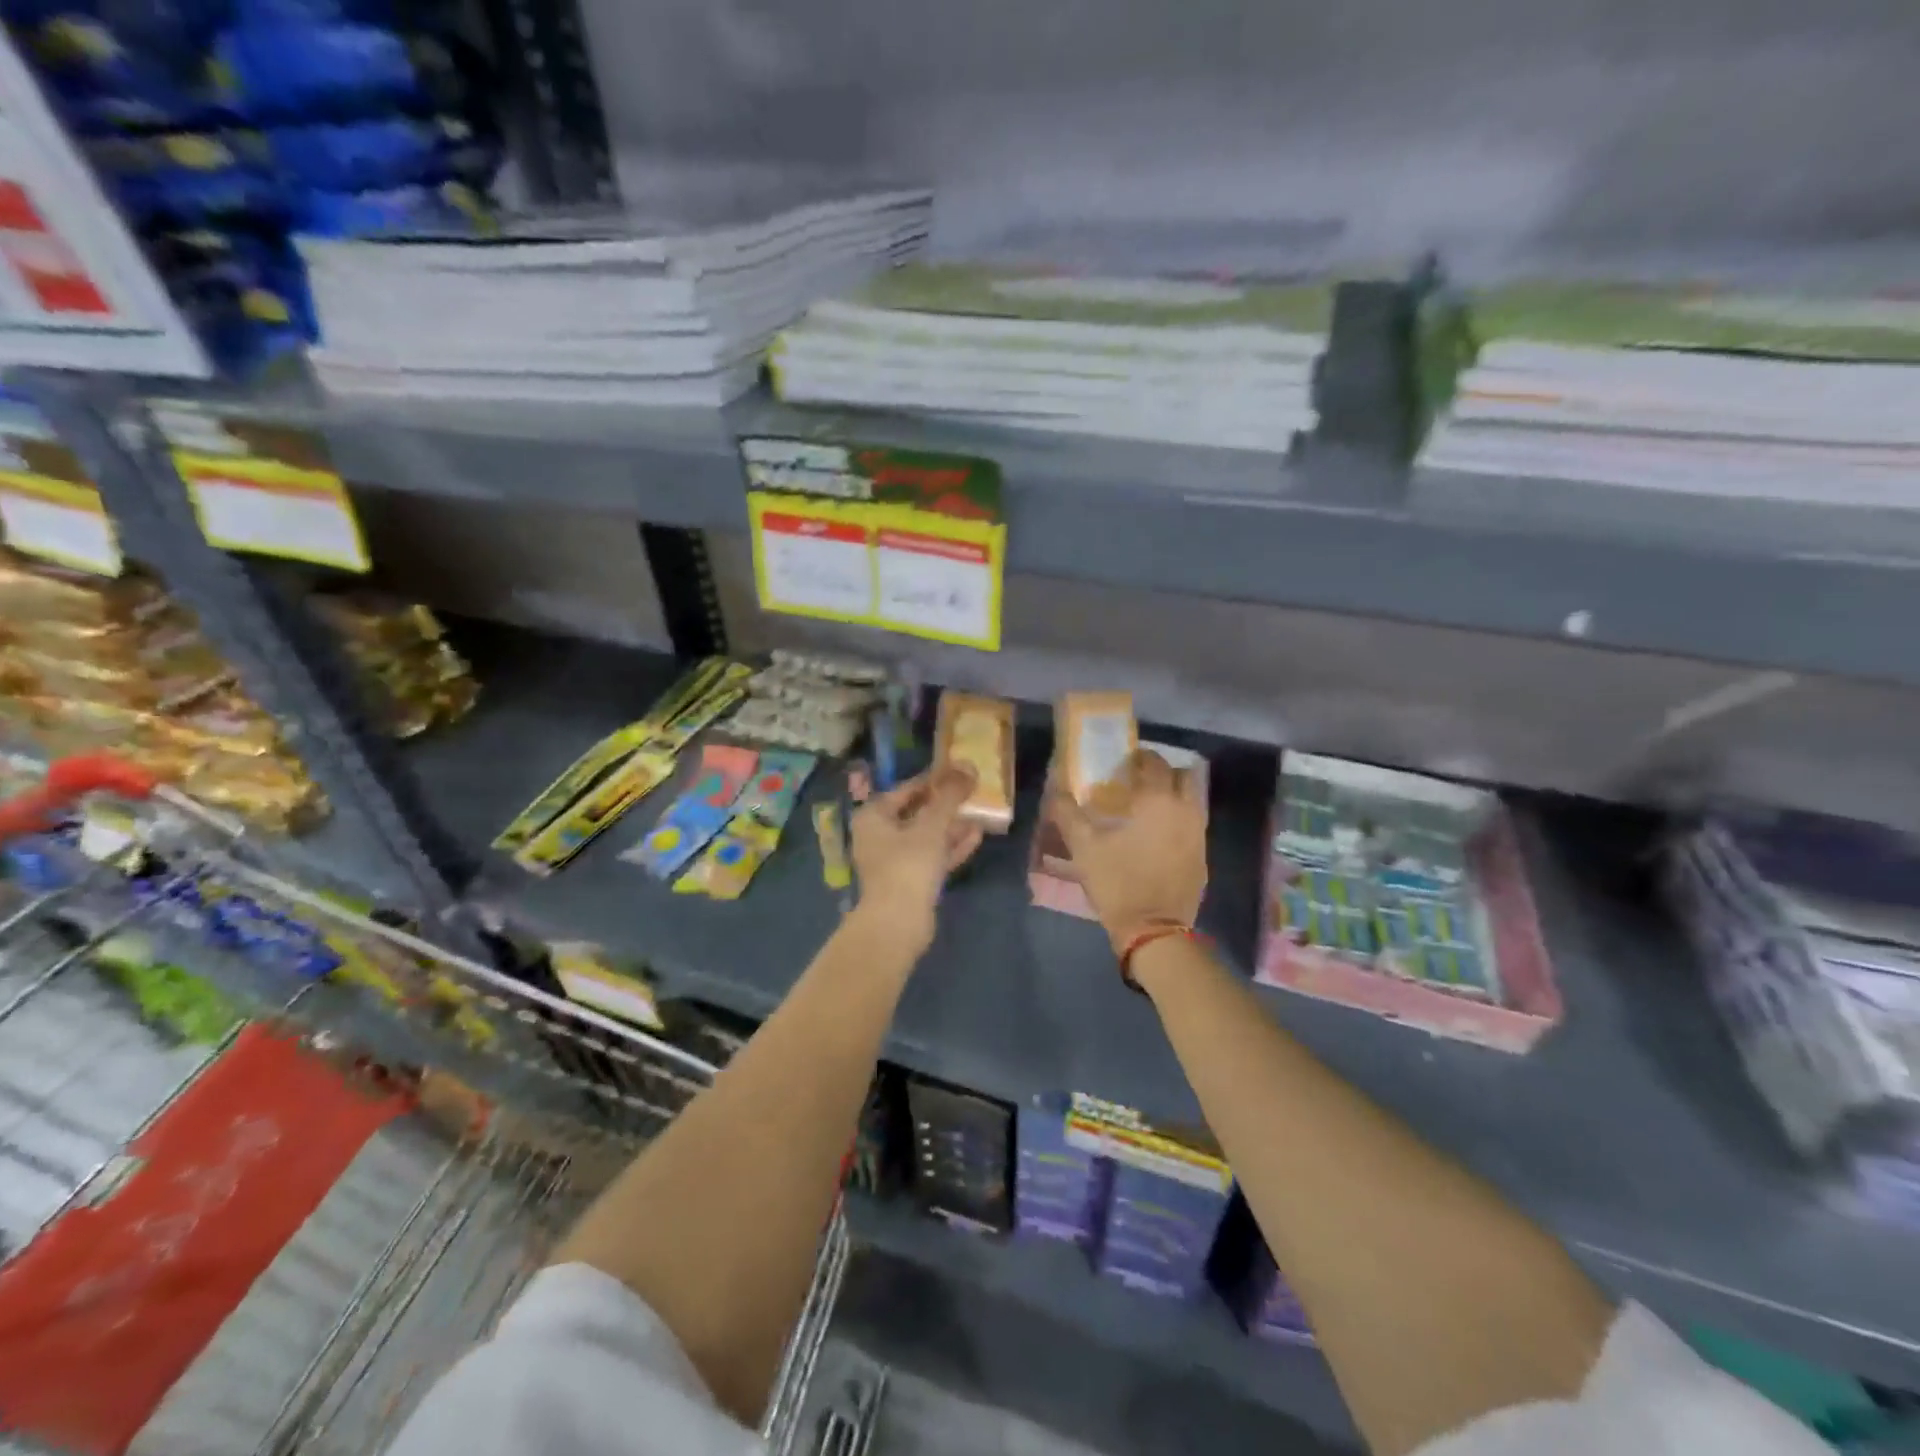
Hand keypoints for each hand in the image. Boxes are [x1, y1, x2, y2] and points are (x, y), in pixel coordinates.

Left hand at [850, 766, 984, 950]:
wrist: (898, 923)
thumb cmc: (908, 865)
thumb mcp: (932, 825)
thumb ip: (950, 796)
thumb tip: (968, 767)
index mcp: (873, 817)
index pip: (905, 789)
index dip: (933, 779)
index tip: (958, 772)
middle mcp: (879, 836)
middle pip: (916, 813)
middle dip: (945, 804)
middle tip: (972, 792)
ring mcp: (893, 861)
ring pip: (926, 836)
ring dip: (951, 826)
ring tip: (980, 813)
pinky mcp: (909, 882)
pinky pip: (931, 857)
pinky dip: (951, 846)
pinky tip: (976, 836)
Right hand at [1050, 749, 1207, 954]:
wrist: (1154, 930)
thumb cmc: (1117, 882)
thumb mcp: (1083, 847)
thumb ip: (1067, 813)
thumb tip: (1055, 790)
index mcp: (1158, 801)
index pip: (1155, 763)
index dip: (1140, 758)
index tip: (1124, 762)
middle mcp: (1186, 810)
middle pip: (1183, 776)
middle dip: (1163, 773)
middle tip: (1138, 781)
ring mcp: (1199, 834)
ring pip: (1191, 801)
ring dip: (1173, 796)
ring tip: (1147, 807)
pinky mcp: (1203, 856)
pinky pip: (1193, 825)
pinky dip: (1178, 820)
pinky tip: (1157, 835)